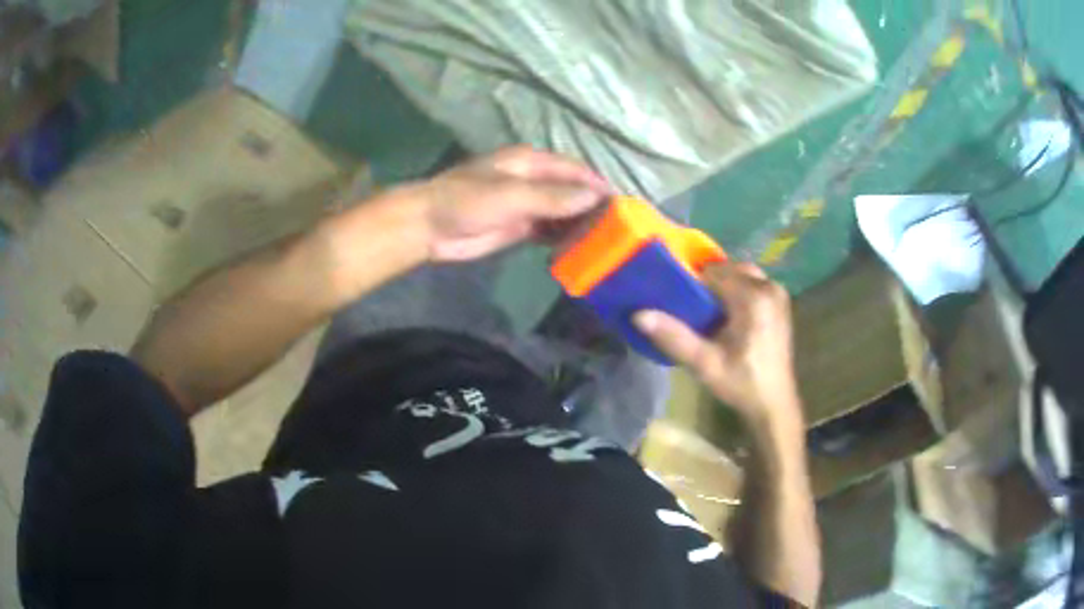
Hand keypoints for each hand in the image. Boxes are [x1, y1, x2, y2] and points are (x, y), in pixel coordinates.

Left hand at [416, 146, 611, 261]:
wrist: (430, 227)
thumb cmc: (467, 201)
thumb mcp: (512, 195)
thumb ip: (552, 197)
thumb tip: (595, 197)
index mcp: (531, 162)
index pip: (574, 170)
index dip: (598, 185)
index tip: (623, 205)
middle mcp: (533, 180)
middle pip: (571, 190)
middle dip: (593, 206)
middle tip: (620, 229)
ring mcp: (526, 204)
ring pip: (562, 212)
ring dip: (580, 224)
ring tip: (606, 242)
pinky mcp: (520, 226)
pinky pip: (549, 230)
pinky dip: (564, 238)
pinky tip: (580, 250)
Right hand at [633, 263, 801, 426]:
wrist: (774, 404)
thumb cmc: (741, 384)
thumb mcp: (704, 363)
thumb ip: (674, 337)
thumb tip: (638, 315)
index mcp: (753, 297)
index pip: (712, 272)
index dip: (691, 283)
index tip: (676, 300)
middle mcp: (768, 287)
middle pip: (727, 269)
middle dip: (708, 284)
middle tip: (692, 310)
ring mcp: (777, 293)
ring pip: (740, 274)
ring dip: (723, 287)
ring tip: (708, 314)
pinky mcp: (780, 302)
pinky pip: (752, 284)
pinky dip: (737, 292)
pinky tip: (727, 317)